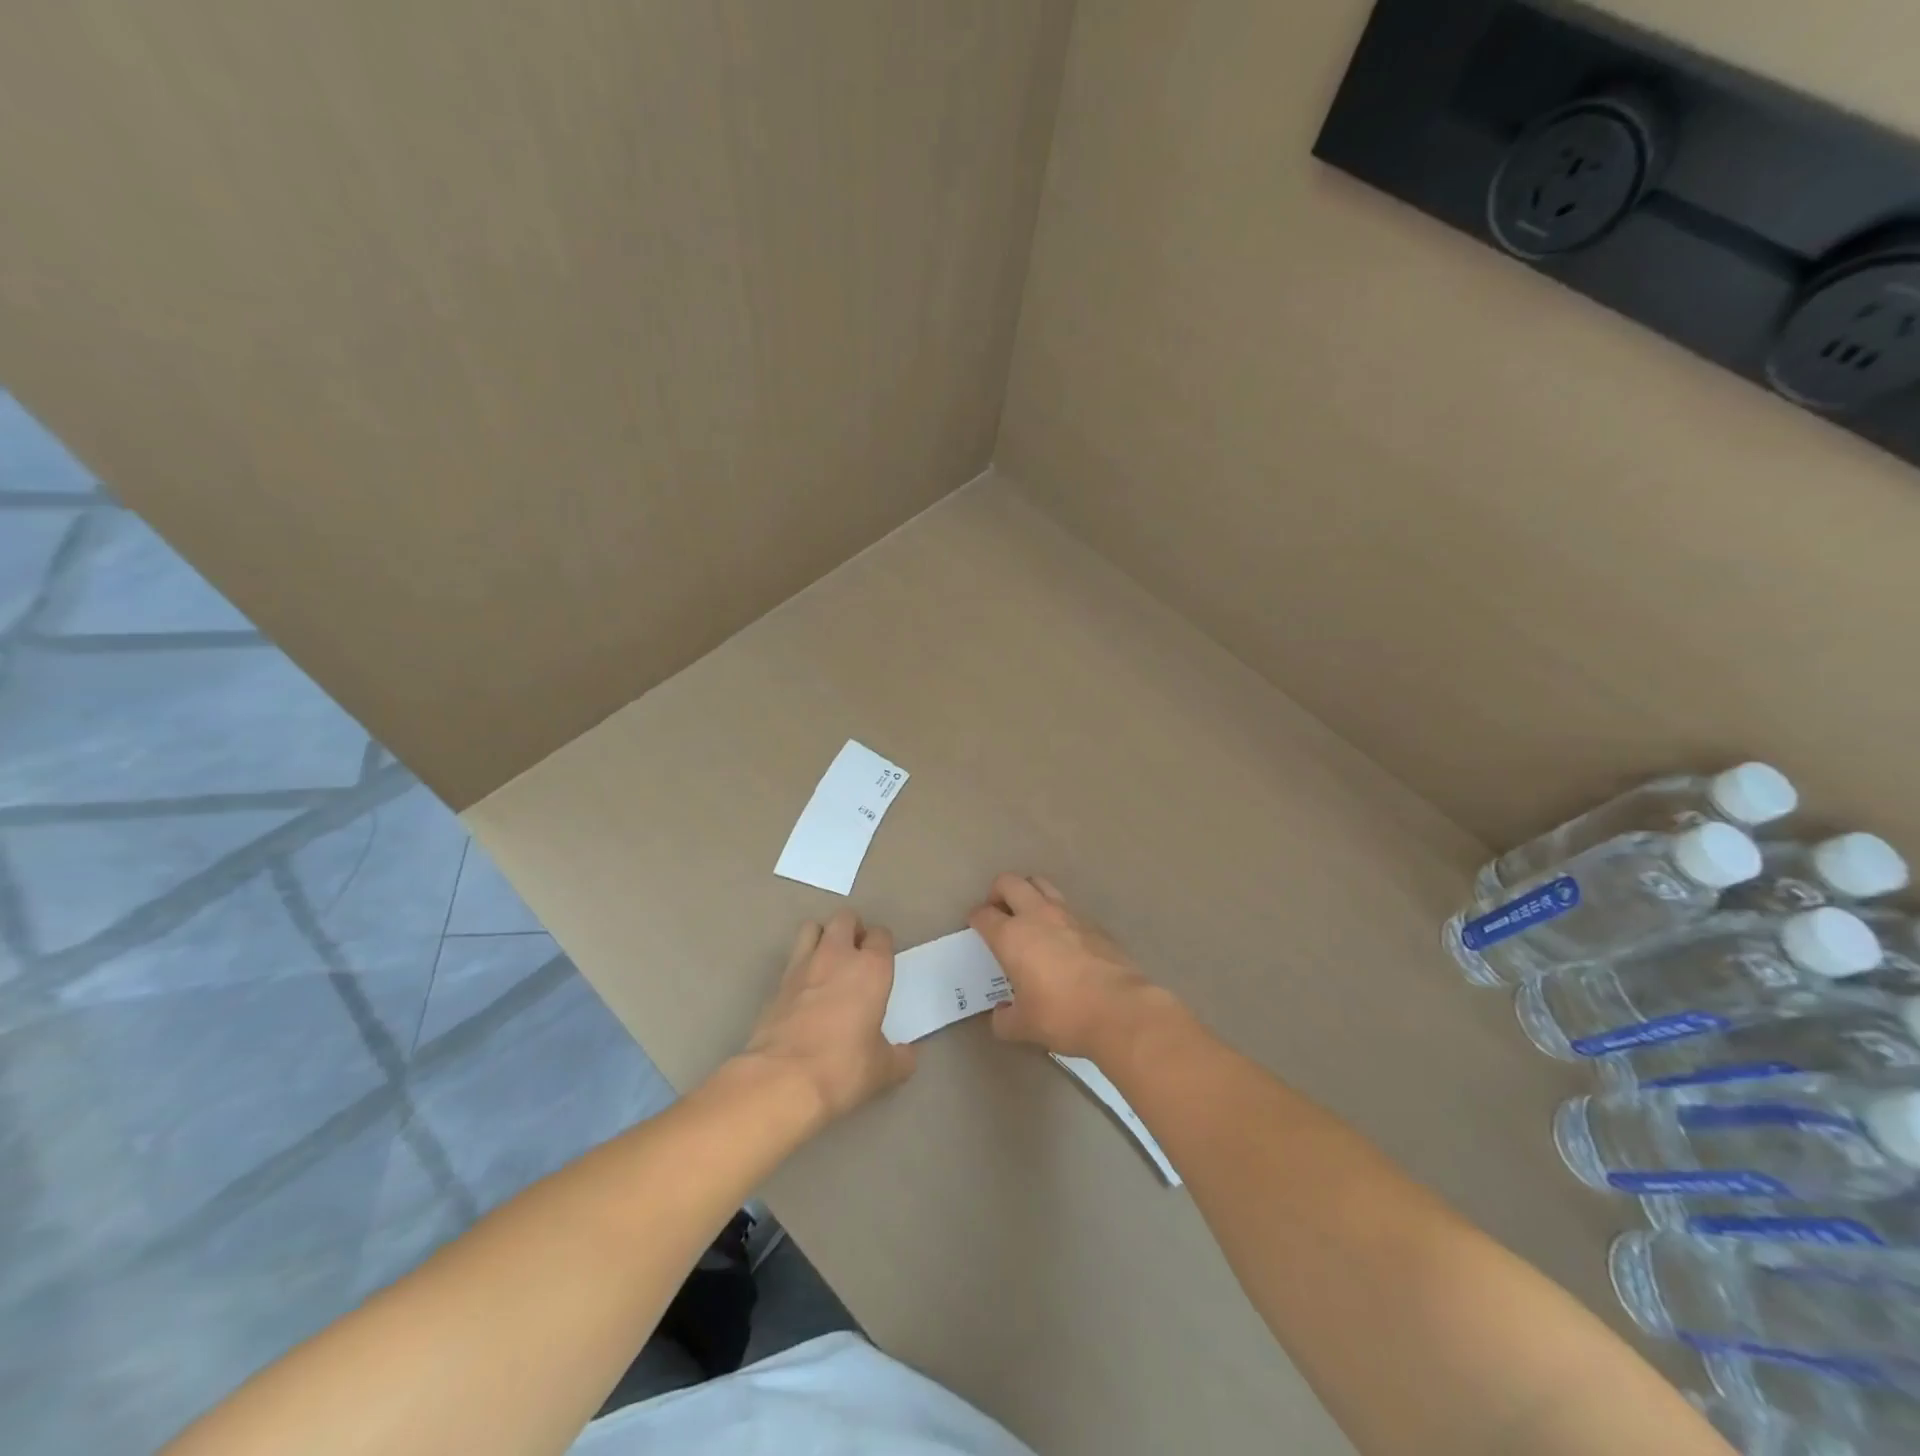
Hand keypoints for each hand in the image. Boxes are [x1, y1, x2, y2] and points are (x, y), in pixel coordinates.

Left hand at [741, 909, 915, 1122]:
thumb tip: (908, 1055)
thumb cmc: (843, 1068)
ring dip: (822, 937)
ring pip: (813, 927)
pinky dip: (801, 966)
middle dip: (852, 930)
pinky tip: (804, 991)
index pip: (881, 935)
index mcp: (871, 968)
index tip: (882, 962)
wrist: (783, 1079)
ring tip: (828, 962)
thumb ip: (900, 1057)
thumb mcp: (883, 1069)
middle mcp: (837, 956)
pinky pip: (792, 959)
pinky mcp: (777, 983)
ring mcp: (803, 965)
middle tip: (856, 955)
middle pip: (845, 918)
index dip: (882, 945)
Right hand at [967, 873, 1166, 1059]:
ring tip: (1029, 918)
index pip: (984, 915)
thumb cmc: (1062, 1015)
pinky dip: (1058, 915)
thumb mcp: (1024, 1026)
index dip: (976, 919)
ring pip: (1042, 885)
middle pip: (1010, 882)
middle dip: (998, 892)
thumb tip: (1001, 1015)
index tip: (976, 928)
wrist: (1120, 1010)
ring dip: (1029, 894)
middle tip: (999, 913)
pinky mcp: (1094, 924)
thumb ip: (1005, 1019)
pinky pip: (1069, 908)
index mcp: (1012, 936)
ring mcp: (1069, 915)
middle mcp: (1037, 916)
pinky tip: (1063, 940)